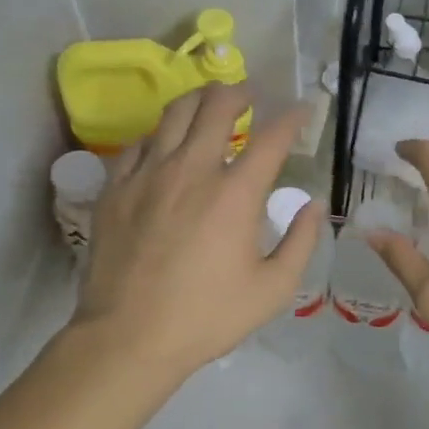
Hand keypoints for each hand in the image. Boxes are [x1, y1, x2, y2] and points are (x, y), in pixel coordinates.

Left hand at [67, 85, 320, 376]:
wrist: (130, 337)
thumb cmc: (209, 316)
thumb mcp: (274, 288)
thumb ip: (301, 241)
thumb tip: (311, 204)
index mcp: (235, 193)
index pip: (271, 137)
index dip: (293, 118)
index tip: (303, 110)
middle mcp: (192, 170)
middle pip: (216, 106)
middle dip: (239, 92)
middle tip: (250, 95)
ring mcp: (148, 174)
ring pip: (174, 114)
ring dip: (199, 101)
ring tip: (210, 104)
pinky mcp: (116, 188)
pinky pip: (139, 142)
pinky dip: (160, 134)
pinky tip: (166, 144)